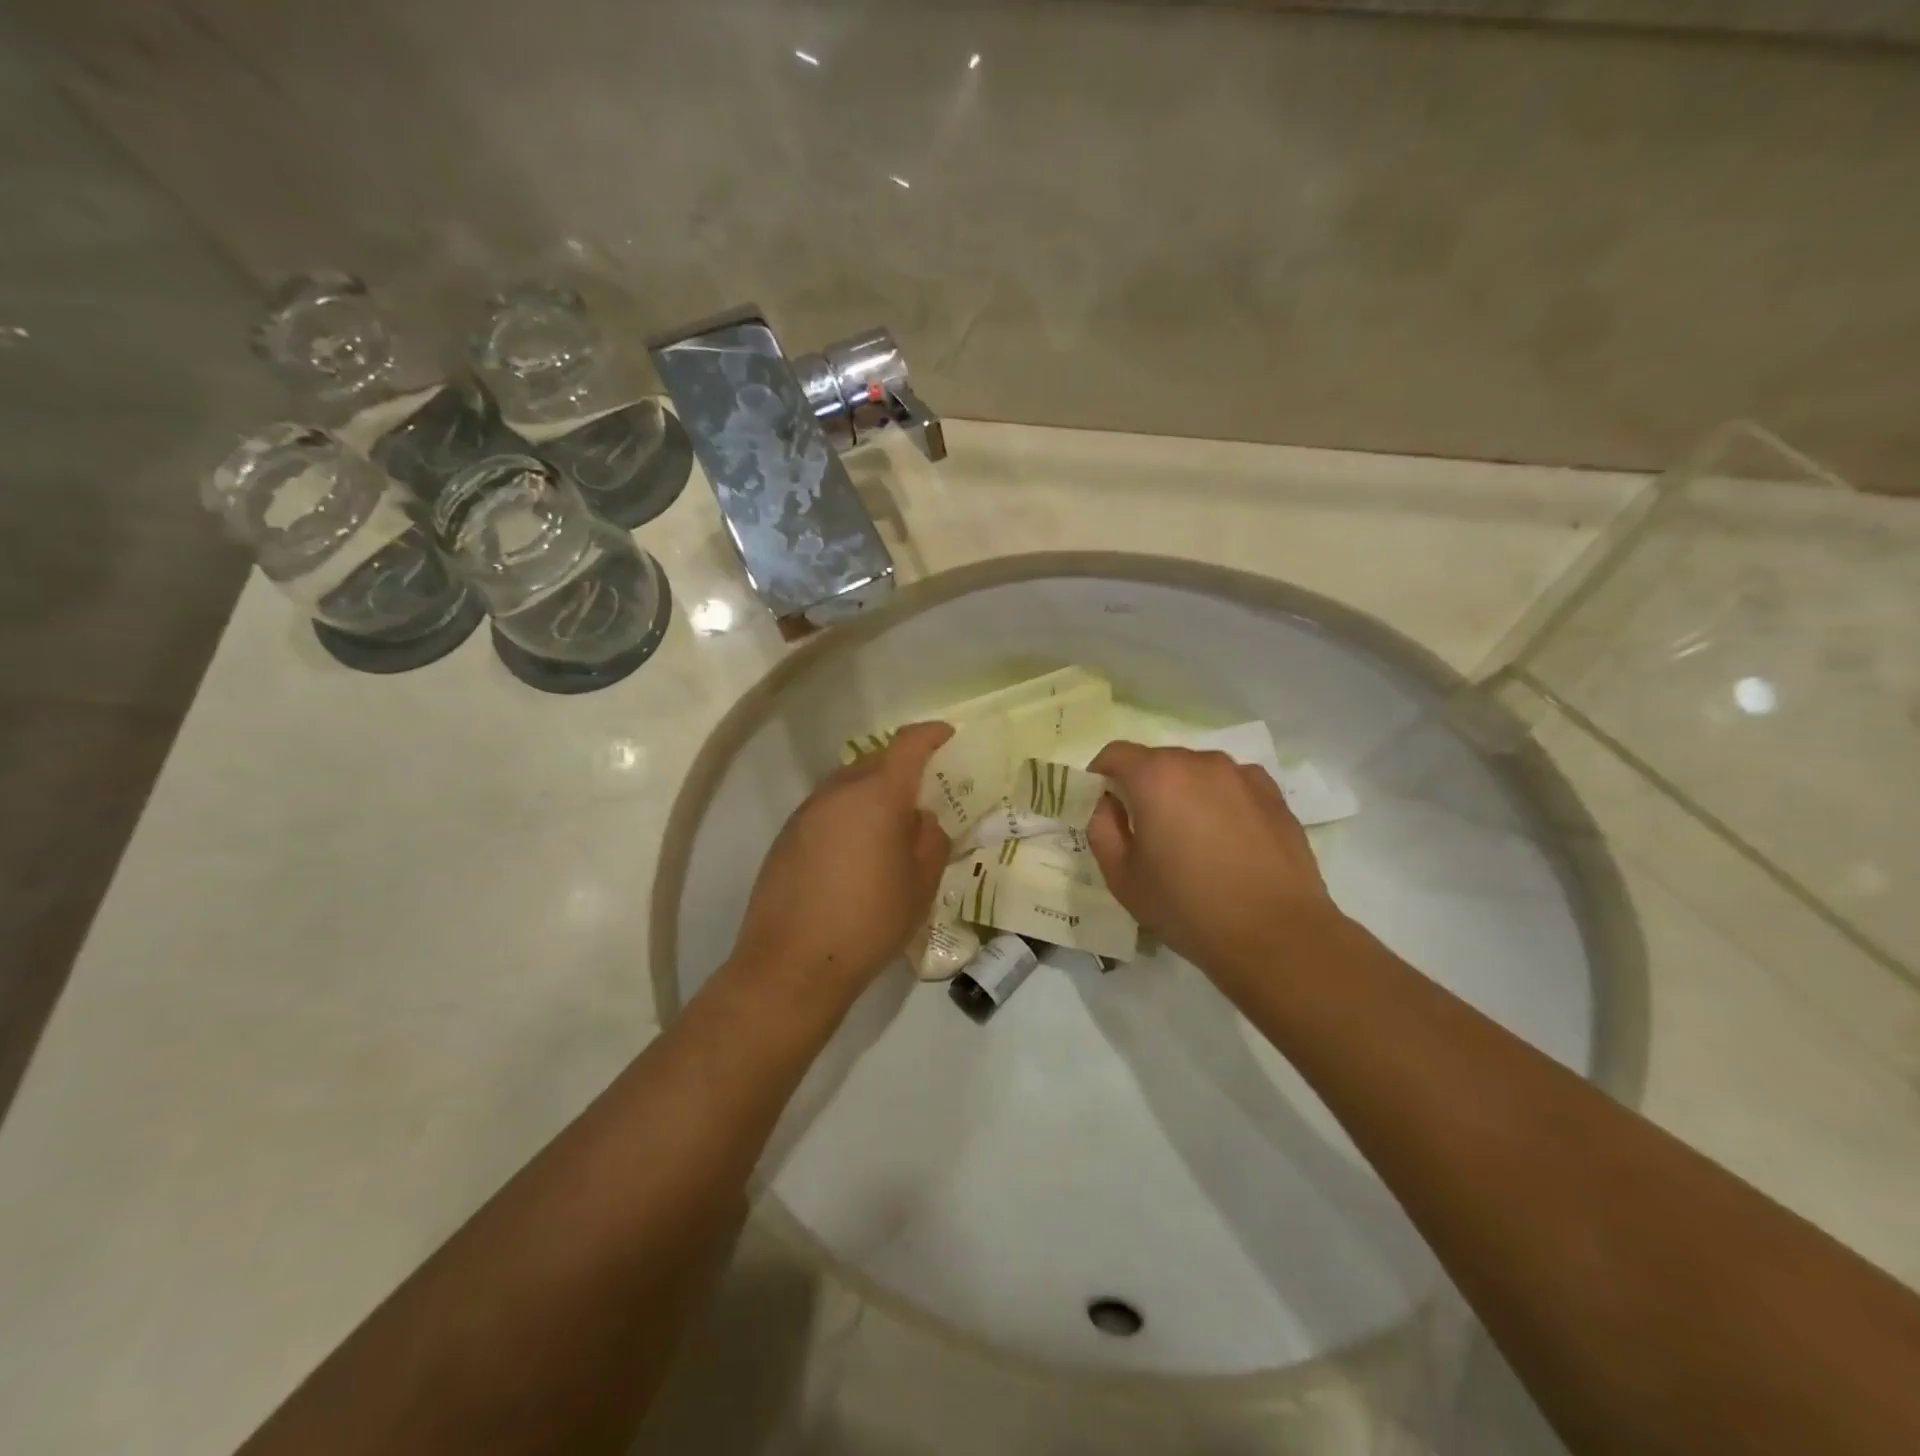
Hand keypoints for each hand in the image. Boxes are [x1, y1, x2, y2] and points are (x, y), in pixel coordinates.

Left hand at [729, 722, 954, 1001]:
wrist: (792, 964)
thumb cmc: (869, 922)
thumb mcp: (920, 885)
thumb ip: (930, 839)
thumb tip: (919, 818)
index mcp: (877, 796)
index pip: (907, 745)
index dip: (931, 735)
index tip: (947, 736)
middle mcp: (837, 792)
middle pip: (874, 760)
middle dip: (901, 767)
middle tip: (921, 793)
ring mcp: (806, 813)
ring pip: (846, 784)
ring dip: (870, 792)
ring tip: (887, 827)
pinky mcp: (785, 836)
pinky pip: (826, 809)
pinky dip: (846, 815)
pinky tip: (853, 853)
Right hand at [1086, 741, 1339, 981]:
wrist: (1276, 935)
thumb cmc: (1187, 906)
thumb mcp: (1122, 877)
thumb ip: (1103, 829)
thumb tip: (1110, 805)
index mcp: (1156, 777)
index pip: (1115, 754)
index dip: (1101, 775)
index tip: (1102, 804)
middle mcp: (1200, 762)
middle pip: (1158, 761)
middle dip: (1143, 787)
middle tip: (1144, 830)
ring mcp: (1242, 776)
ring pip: (1197, 773)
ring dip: (1183, 793)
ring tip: (1190, 839)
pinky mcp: (1274, 795)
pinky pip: (1232, 787)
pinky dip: (1219, 802)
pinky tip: (1226, 841)